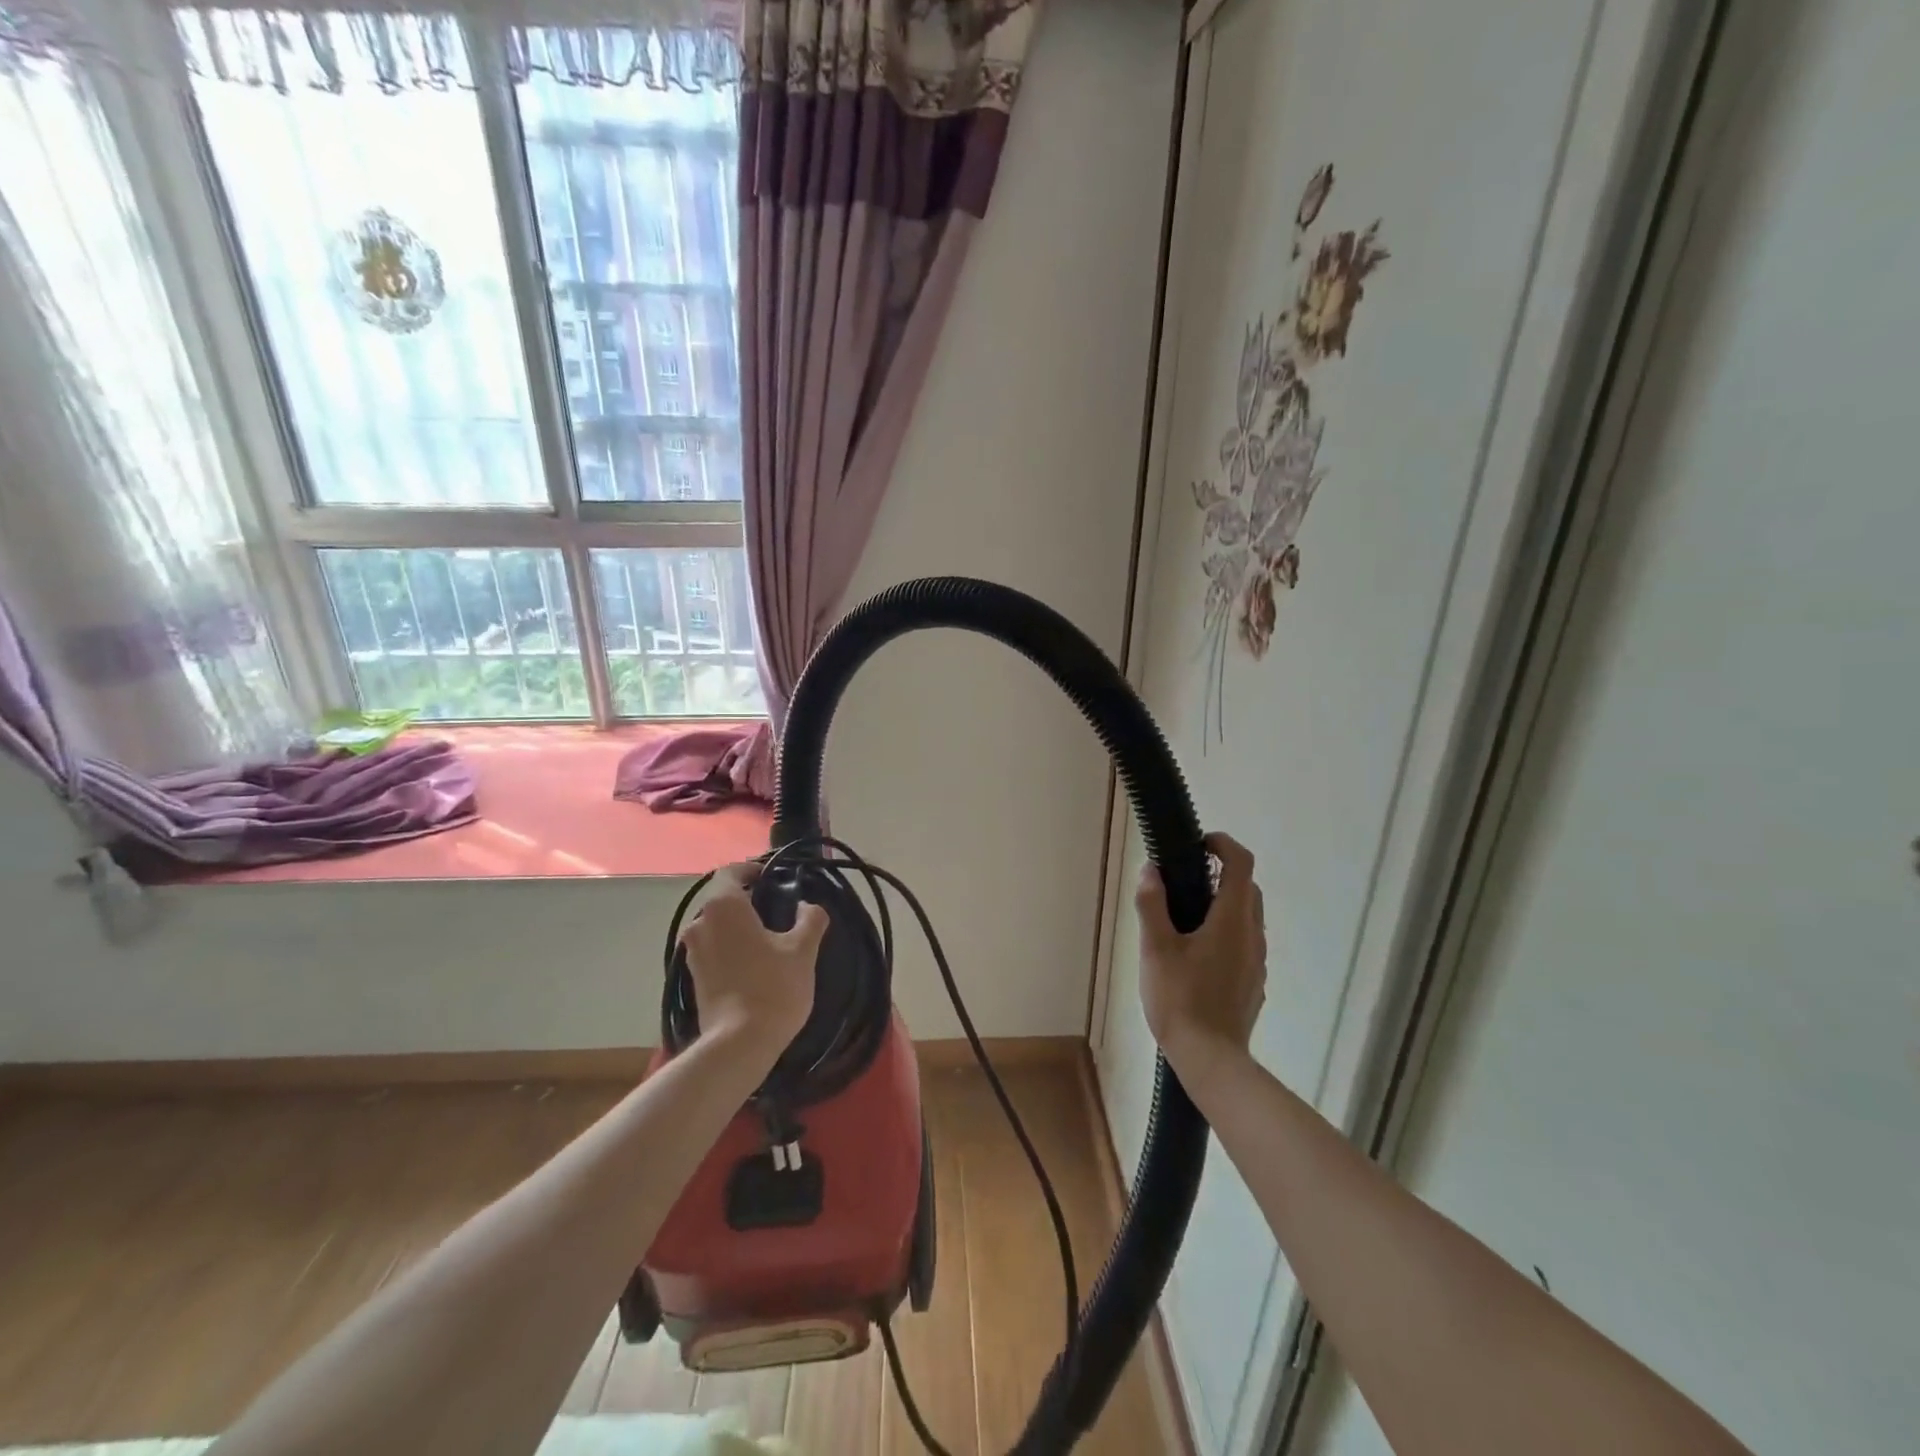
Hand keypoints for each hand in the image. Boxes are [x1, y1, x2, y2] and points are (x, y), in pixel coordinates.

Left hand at [679, 863, 824, 1061]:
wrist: (739, 1044)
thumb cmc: (773, 987)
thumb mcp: (803, 950)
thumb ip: (810, 919)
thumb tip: (809, 906)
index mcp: (723, 905)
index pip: (732, 871)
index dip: (753, 870)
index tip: (774, 879)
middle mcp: (700, 922)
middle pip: (722, 899)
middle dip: (747, 899)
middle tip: (777, 909)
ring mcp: (692, 952)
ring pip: (715, 925)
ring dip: (737, 925)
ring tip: (766, 937)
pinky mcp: (692, 977)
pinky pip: (712, 948)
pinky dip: (729, 947)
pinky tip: (752, 962)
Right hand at [1135, 831, 1266, 1076]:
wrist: (1211, 1058)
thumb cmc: (1180, 998)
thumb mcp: (1155, 948)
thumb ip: (1152, 905)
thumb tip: (1150, 869)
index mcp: (1232, 920)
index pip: (1241, 863)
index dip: (1223, 844)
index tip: (1198, 844)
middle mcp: (1253, 935)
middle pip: (1247, 888)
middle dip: (1221, 874)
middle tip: (1184, 881)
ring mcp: (1257, 961)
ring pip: (1248, 917)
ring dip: (1224, 904)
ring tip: (1185, 919)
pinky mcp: (1254, 982)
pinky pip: (1245, 943)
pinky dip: (1226, 932)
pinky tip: (1197, 955)